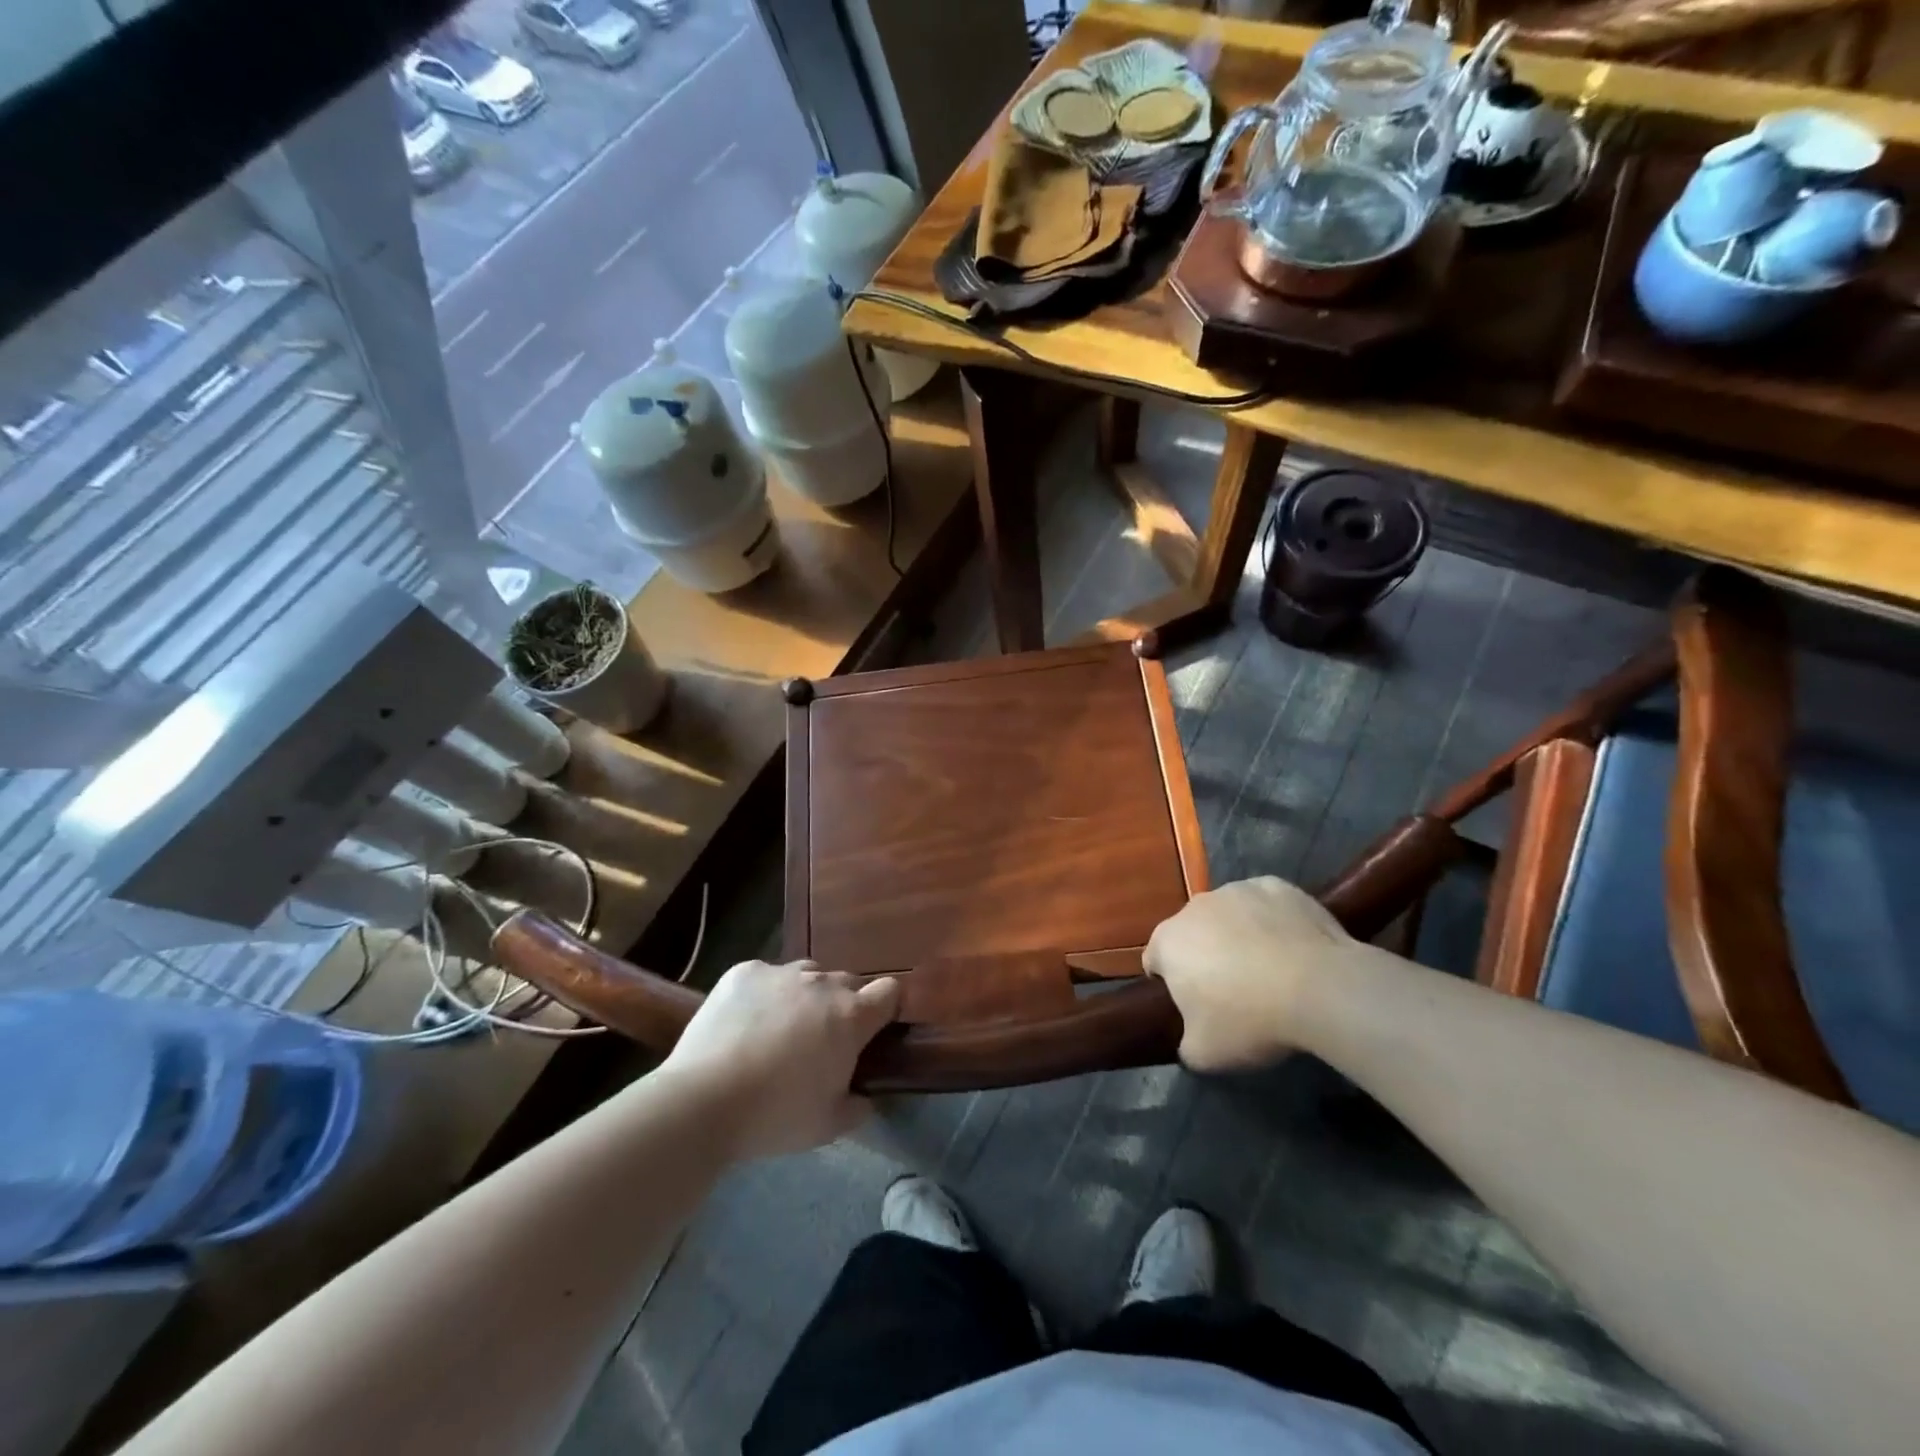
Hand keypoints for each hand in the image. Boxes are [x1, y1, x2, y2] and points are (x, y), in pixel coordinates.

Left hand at [661, 961, 901, 1158]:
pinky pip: (765, 976)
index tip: (875, 1028)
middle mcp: (822, 984)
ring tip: (781, 1029)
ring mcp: (781, 973)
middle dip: (843, 1005)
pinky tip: (744, 1023)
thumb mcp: (828, 1126)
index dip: (886, 1008)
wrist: (703, 1101)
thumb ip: (857, 1107)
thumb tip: (864, 1096)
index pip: (889, 991)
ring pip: (806, 975)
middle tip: (822, 1040)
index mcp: (850, 1016)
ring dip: (804, 996)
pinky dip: (763, 994)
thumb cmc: (775, 1116)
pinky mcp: (744, 972)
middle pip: (847, 981)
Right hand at [1144, 876, 1356, 1071]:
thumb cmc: (1250, 1020)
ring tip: (1270, 970)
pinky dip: (1272, 921)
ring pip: (1229, 915)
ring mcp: (1236, 890)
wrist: (1320, 988)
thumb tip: (1191, 1037)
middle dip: (1205, 956)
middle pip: (1192, 933)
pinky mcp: (1276, 886)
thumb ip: (1185, 1043)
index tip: (1196, 1008)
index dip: (1172, 985)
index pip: (1155, 961)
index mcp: (1168, 941)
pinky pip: (1265, 905)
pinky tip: (1293, 949)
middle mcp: (1194, 907)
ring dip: (1238, 936)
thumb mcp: (1204, 1054)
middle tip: (1234, 992)